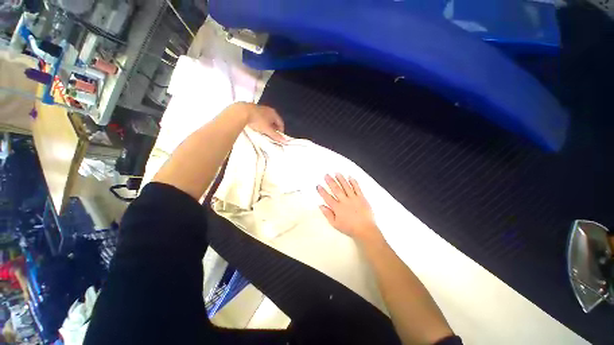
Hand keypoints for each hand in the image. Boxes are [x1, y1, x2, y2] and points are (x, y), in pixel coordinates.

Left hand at [241, 103, 286, 142]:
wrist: (241, 112)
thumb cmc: (257, 121)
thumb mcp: (268, 130)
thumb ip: (276, 136)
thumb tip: (285, 141)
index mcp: (274, 113)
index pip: (281, 123)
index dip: (281, 131)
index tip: (278, 137)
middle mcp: (269, 109)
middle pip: (274, 120)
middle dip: (274, 128)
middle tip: (271, 135)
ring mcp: (261, 108)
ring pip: (267, 118)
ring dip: (267, 125)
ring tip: (263, 131)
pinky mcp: (253, 108)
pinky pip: (260, 116)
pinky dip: (260, 121)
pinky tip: (256, 125)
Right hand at [317, 174, 382, 242]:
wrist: (365, 230)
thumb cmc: (349, 228)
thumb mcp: (335, 224)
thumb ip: (327, 214)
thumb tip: (321, 206)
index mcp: (337, 208)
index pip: (328, 197)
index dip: (322, 191)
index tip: (318, 185)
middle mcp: (345, 201)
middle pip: (336, 189)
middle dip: (330, 181)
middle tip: (326, 175)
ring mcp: (354, 198)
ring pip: (346, 186)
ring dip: (341, 179)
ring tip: (336, 173)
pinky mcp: (361, 198)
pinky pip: (357, 188)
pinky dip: (353, 182)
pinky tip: (350, 177)